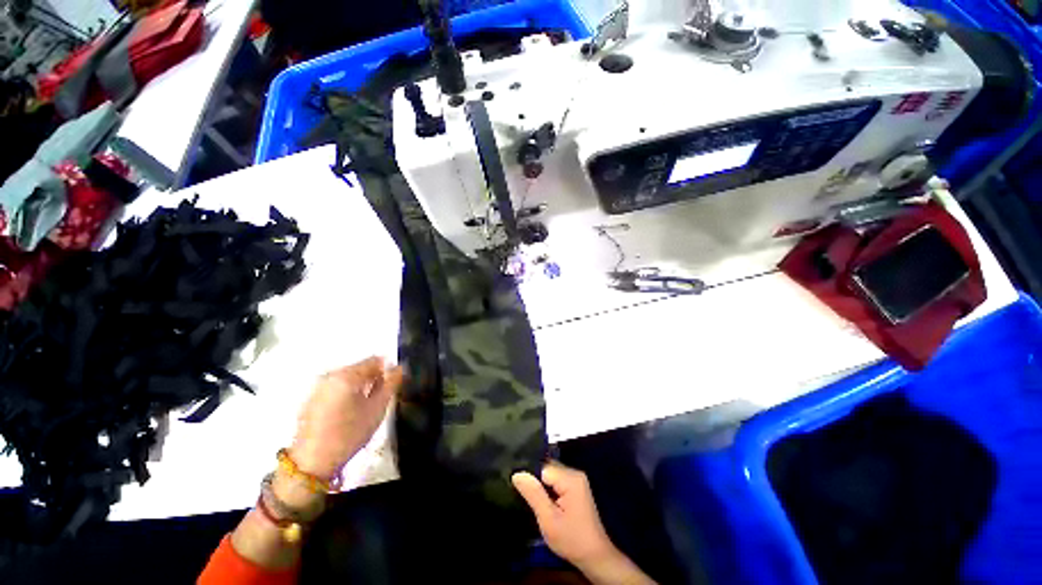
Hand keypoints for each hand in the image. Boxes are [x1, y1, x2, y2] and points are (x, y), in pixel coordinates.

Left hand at [289, 356, 402, 479]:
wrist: (316, 454)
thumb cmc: (348, 434)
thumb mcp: (375, 411)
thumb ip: (389, 387)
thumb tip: (397, 369)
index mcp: (346, 374)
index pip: (373, 361)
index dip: (386, 372)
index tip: (391, 387)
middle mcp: (329, 374)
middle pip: (357, 370)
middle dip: (369, 383)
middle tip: (376, 405)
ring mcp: (318, 385)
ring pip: (344, 381)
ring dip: (356, 391)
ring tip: (360, 414)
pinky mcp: (311, 398)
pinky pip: (332, 391)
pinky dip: (342, 399)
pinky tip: (345, 418)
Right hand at [512, 462, 617, 567]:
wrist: (592, 554)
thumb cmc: (570, 538)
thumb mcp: (548, 517)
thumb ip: (533, 493)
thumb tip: (517, 473)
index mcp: (571, 479)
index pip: (540, 466)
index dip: (524, 474)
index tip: (507, 483)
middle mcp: (575, 476)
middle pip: (545, 469)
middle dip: (529, 479)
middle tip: (509, 489)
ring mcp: (576, 485)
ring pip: (547, 477)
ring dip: (534, 486)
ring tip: (516, 494)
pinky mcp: (574, 493)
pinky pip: (553, 485)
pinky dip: (542, 491)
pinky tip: (531, 500)